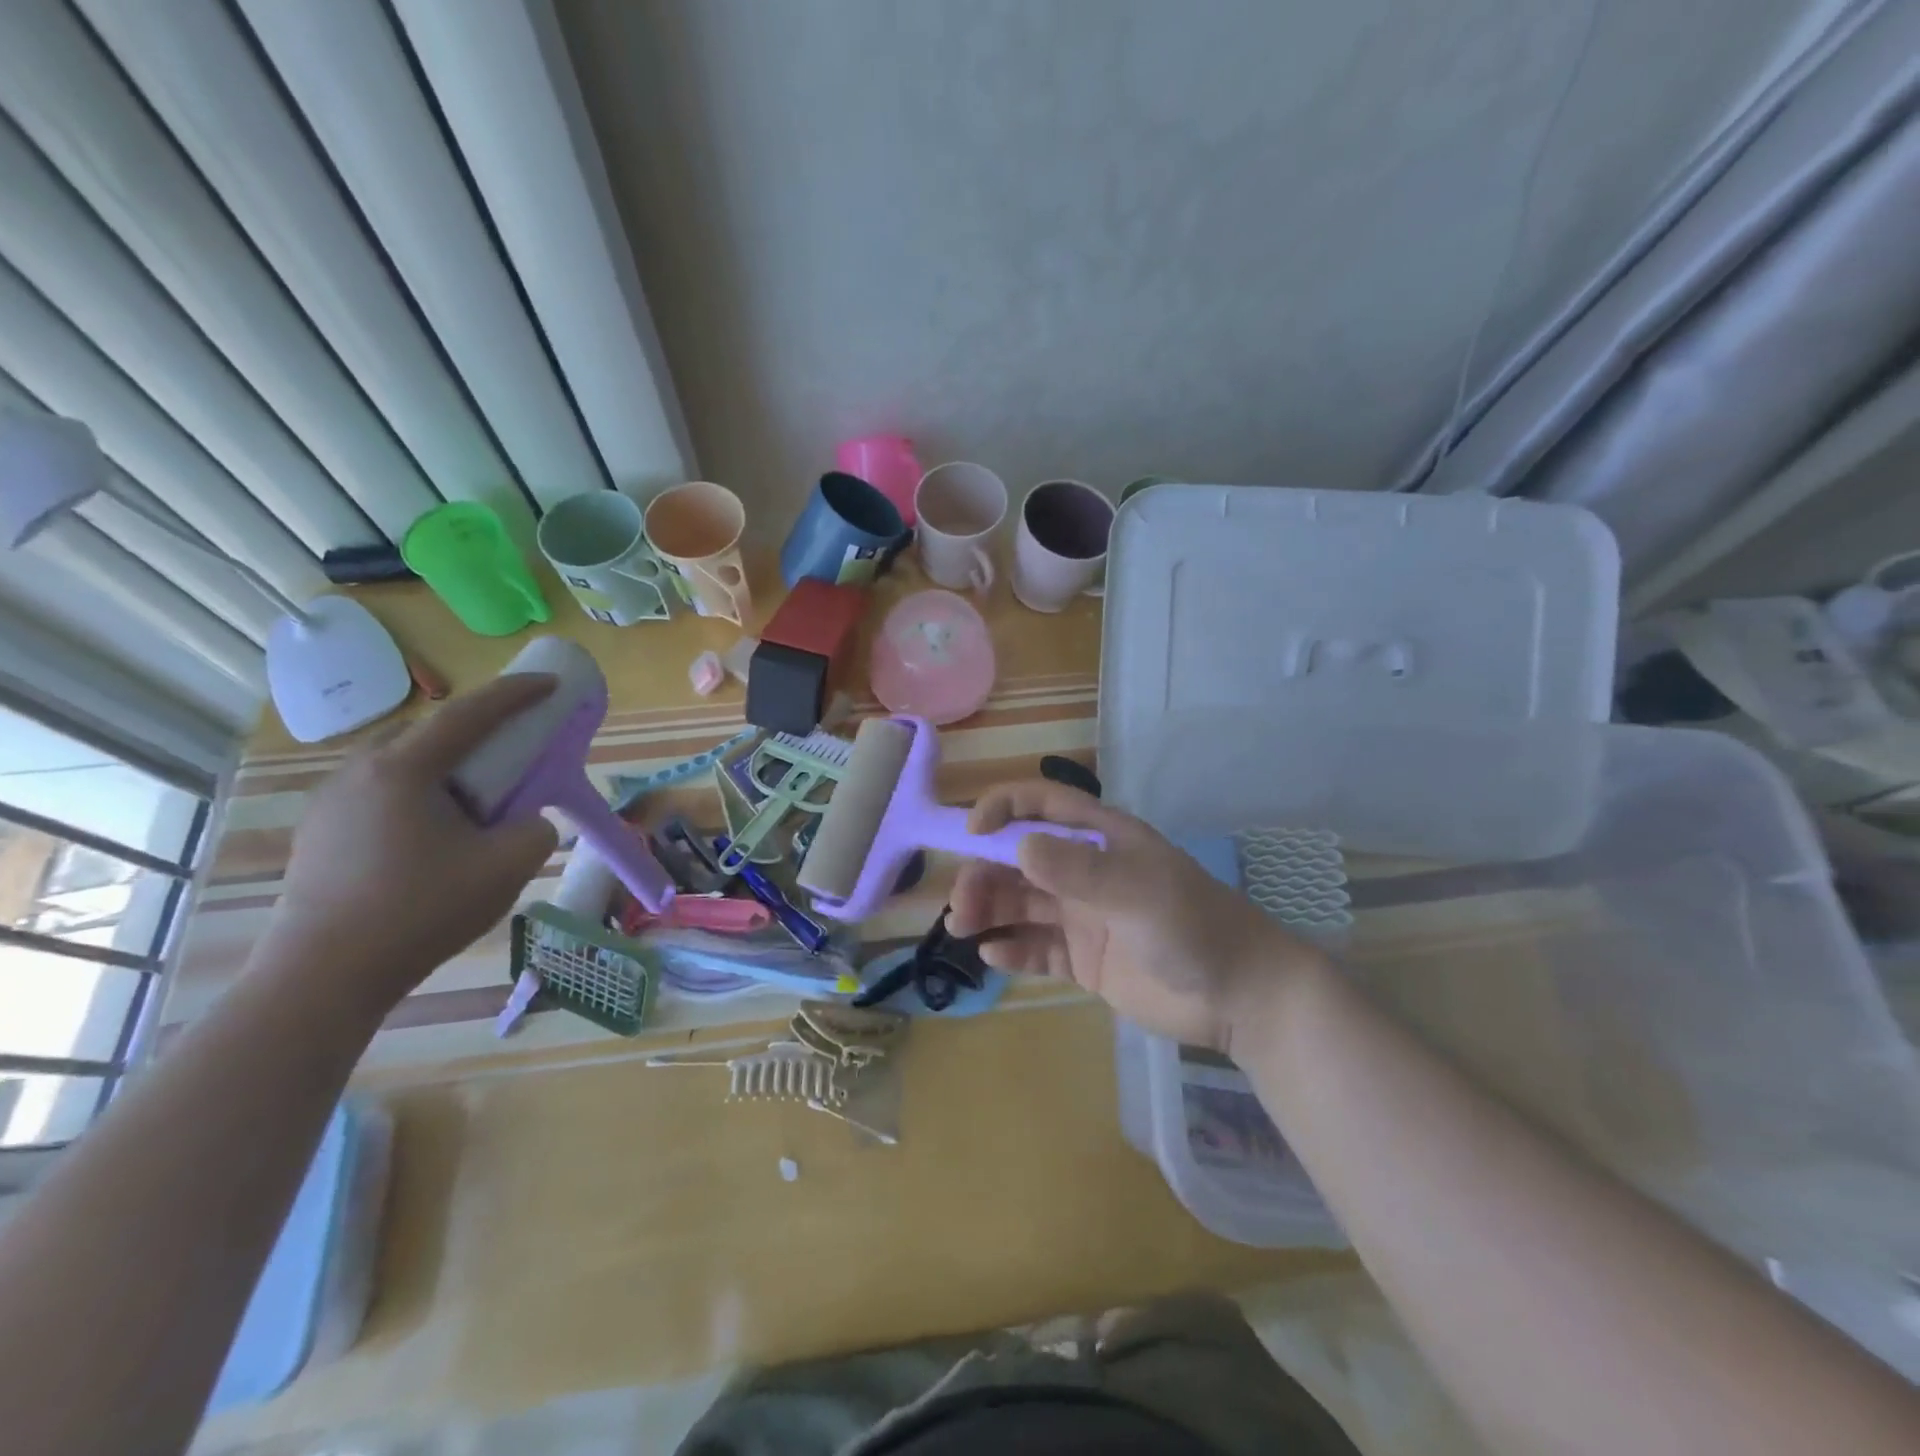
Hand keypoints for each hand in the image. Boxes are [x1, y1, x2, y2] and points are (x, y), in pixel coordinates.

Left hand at [264, 675, 559, 1009]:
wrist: (323, 978)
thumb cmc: (421, 911)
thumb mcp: (507, 867)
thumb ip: (536, 830)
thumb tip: (526, 822)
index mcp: (403, 770)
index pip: (470, 713)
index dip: (517, 694)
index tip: (551, 683)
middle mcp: (359, 772)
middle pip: (429, 730)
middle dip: (477, 729)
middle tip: (514, 749)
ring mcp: (332, 803)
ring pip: (402, 761)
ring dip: (447, 764)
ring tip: (478, 797)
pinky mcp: (321, 833)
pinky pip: (382, 791)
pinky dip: (421, 791)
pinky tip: (438, 831)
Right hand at [947, 780, 1326, 1052]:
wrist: (1239, 996)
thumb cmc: (1193, 927)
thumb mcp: (1137, 892)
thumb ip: (1078, 870)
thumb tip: (1016, 845)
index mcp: (1101, 840)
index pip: (1042, 806)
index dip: (1003, 809)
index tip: (969, 832)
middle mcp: (1086, 872)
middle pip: (1019, 860)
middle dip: (984, 874)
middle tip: (961, 906)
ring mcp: (1083, 916)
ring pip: (1021, 903)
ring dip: (988, 909)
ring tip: (963, 928)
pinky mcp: (1083, 959)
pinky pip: (1036, 947)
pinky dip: (1012, 948)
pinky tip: (994, 955)